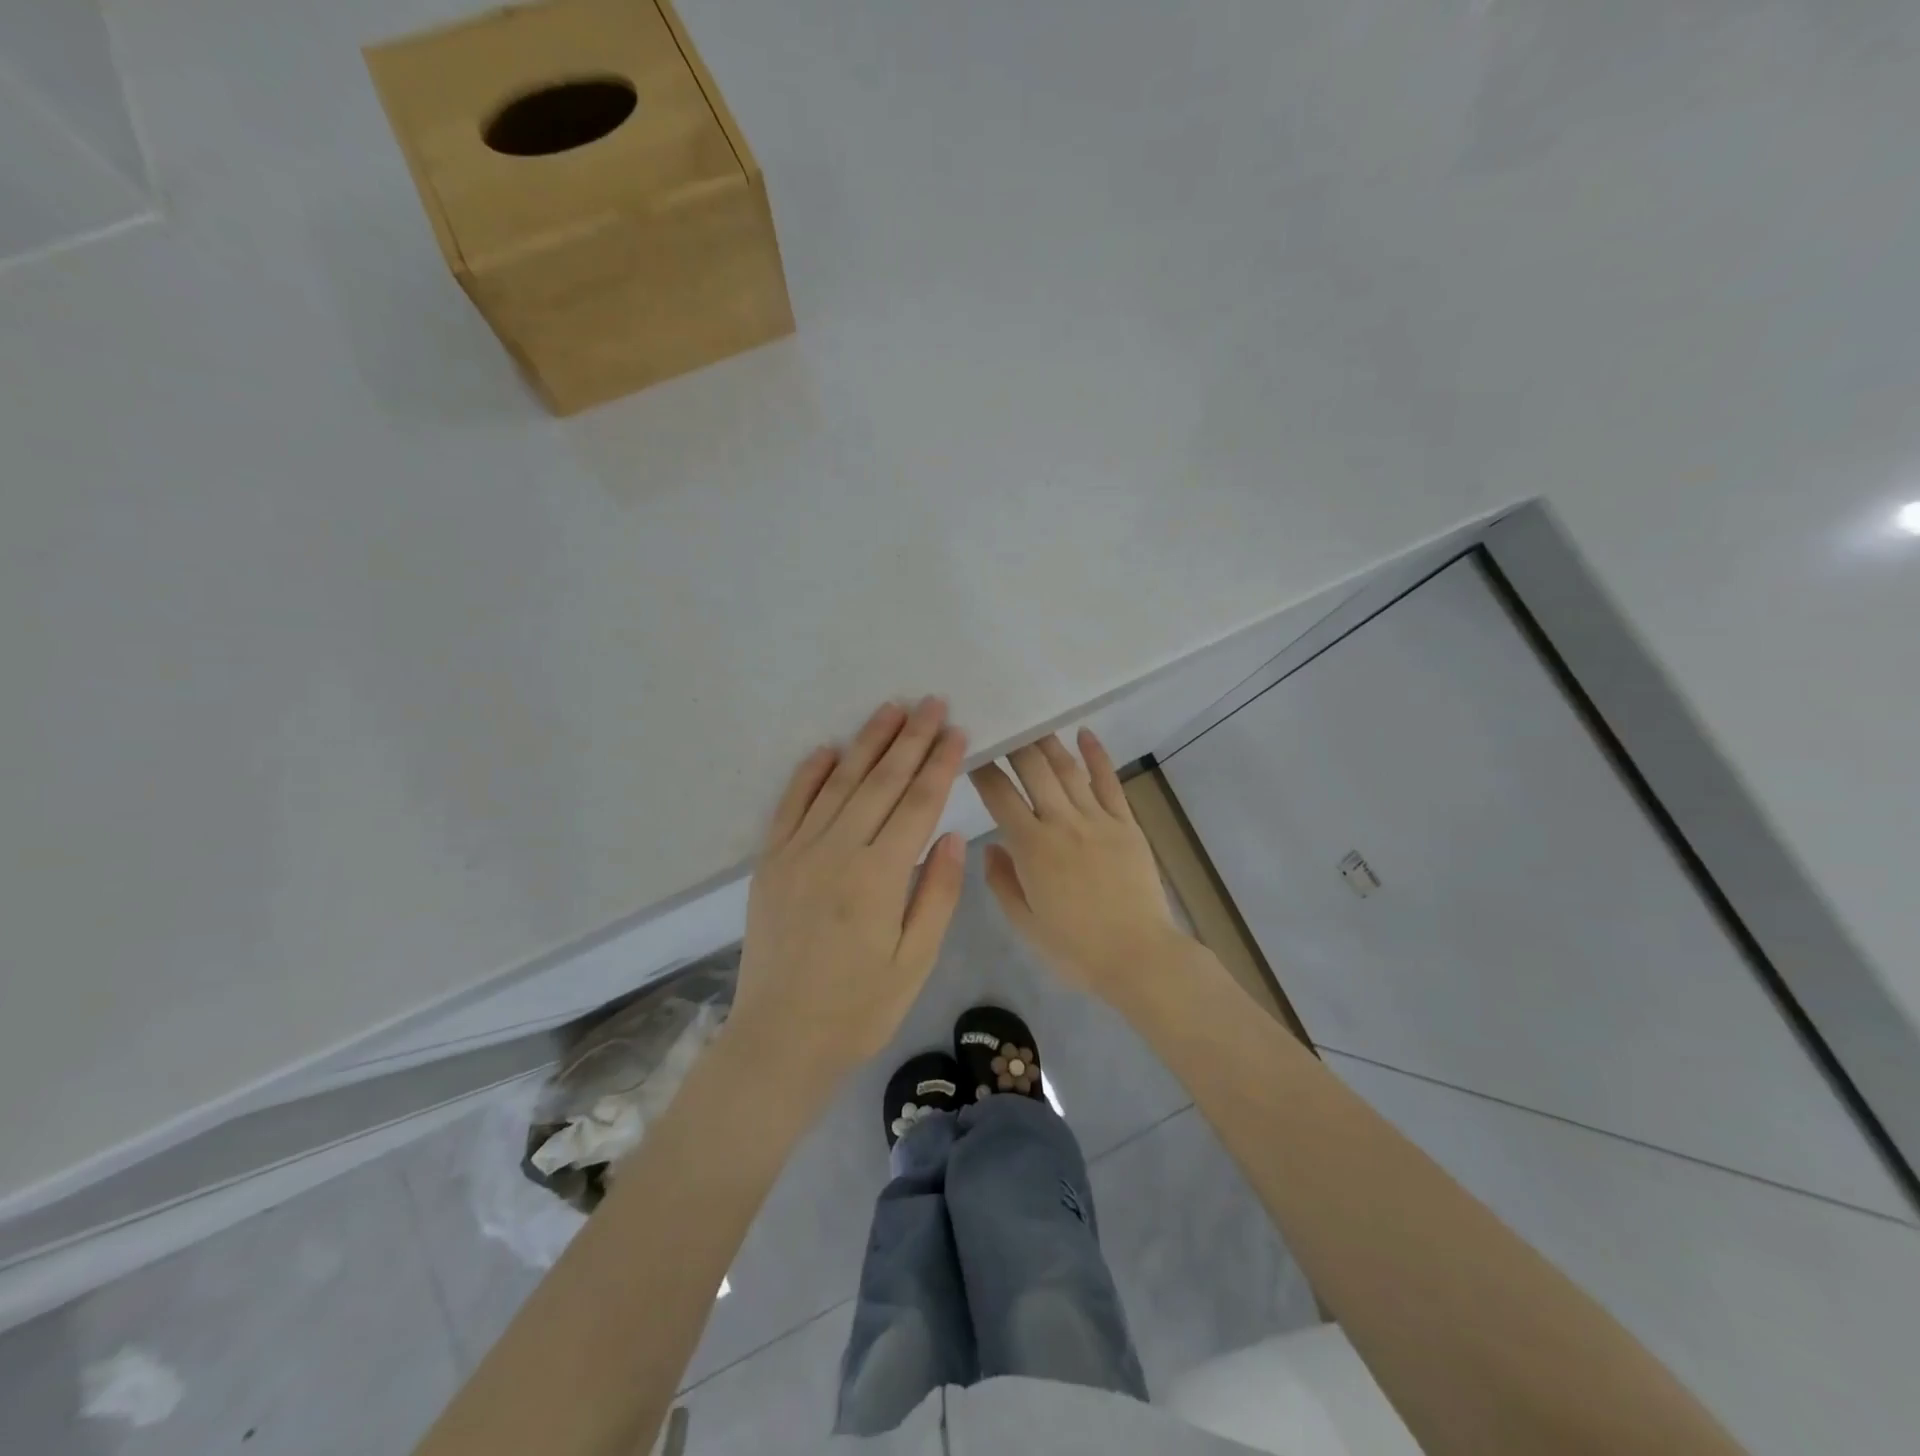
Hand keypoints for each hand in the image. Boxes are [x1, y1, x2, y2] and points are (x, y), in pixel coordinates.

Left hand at [731, 698, 968, 1082]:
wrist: (781, 1038)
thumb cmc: (860, 1007)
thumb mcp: (914, 960)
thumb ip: (936, 893)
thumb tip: (951, 834)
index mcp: (879, 876)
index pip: (918, 803)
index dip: (939, 764)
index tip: (957, 731)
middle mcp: (837, 851)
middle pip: (881, 781)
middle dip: (910, 738)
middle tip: (932, 702)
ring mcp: (798, 852)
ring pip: (839, 783)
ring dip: (867, 743)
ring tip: (891, 710)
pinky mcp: (771, 861)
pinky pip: (791, 805)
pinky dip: (810, 773)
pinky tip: (829, 749)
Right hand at [970, 730, 1191, 998]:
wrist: (1138, 956)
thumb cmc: (1074, 948)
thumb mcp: (1024, 922)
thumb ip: (1002, 881)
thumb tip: (991, 847)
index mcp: (1031, 847)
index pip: (999, 795)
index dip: (982, 769)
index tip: (971, 751)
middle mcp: (1062, 823)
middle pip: (1033, 770)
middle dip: (1014, 743)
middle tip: (1001, 723)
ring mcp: (1098, 820)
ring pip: (1068, 769)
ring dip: (1048, 742)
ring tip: (1033, 720)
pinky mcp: (1126, 824)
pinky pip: (1109, 782)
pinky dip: (1097, 756)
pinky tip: (1085, 733)